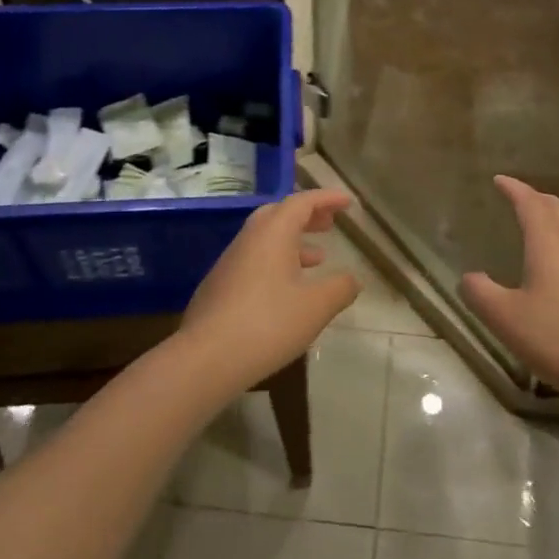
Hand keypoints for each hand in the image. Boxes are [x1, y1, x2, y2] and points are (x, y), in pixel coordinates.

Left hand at [180, 189, 361, 387]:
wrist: (205, 359)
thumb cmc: (267, 324)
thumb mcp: (316, 307)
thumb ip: (340, 288)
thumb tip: (352, 279)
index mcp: (273, 232)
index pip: (303, 202)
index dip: (327, 199)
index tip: (347, 202)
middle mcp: (249, 238)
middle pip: (280, 214)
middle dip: (307, 216)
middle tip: (329, 225)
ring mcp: (230, 262)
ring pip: (265, 239)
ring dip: (293, 242)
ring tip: (318, 259)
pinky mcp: (219, 286)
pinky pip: (254, 260)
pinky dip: (276, 262)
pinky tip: (286, 291)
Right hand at [460, 176, 558, 399]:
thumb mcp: (506, 319)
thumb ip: (481, 295)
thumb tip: (469, 278)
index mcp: (549, 243)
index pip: (530, 203)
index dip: (514, 189)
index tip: (500, 180)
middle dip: (538, 198)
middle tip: (522, 198)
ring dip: (557, 220)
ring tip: (542, 229)